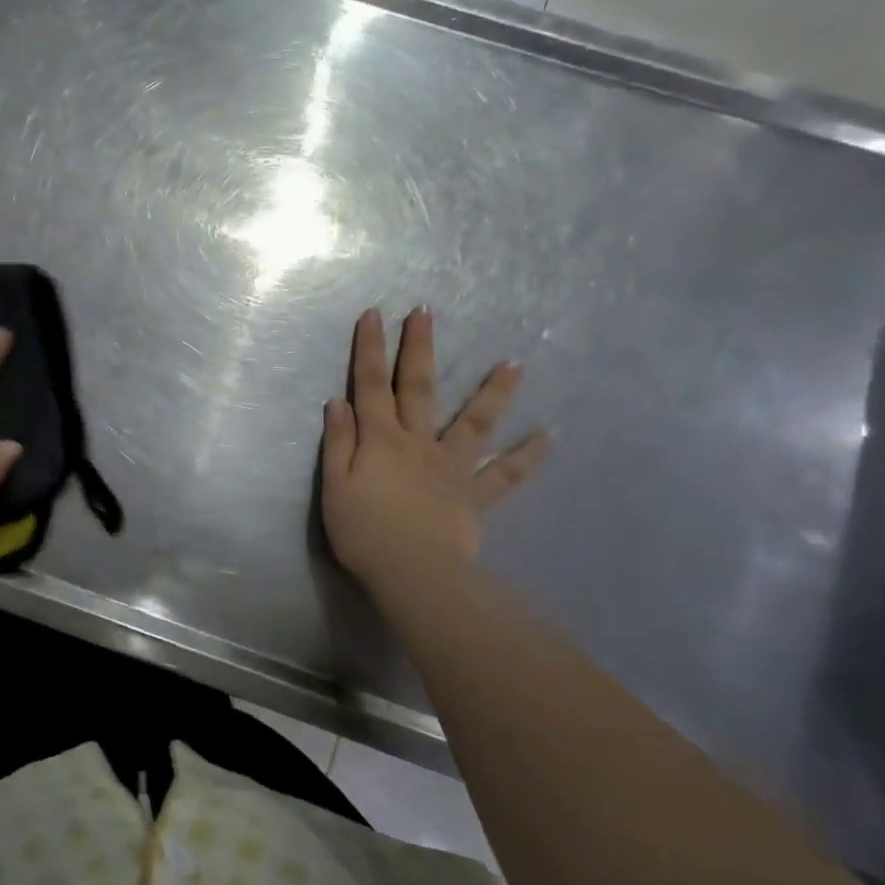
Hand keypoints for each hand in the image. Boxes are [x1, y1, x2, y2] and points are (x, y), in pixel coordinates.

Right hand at [321, 306, 548, 584]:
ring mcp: (451, 466)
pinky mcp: (474, 495)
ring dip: (493, 392)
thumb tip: (338, 401)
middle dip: (419, 348)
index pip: (371, 384)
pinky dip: (528, 456)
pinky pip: (506, 474)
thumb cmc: (363, 531)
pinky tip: (549, 436)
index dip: (370, 349)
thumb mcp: (334, 485)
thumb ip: (338, 441)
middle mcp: (418, 442)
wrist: (412, 573)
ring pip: (474, 422)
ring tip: (515, 364)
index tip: (374, 314)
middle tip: (425, 312)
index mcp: (380, 439)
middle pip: (418, 388)